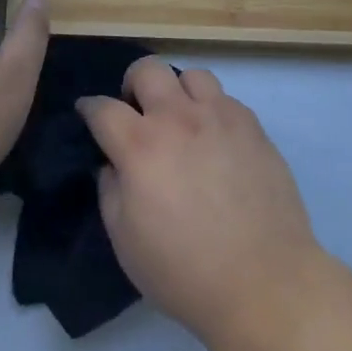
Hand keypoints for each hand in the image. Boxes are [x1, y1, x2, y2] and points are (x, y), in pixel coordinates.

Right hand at [77, 60, 321, 345]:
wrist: (263, 281)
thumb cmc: (184, 271)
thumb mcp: (125, 241)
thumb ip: (110, 190)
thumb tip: (113, 163)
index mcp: (141, 146)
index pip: (103, 108)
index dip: (89, 108)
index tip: (88, 113)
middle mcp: (179, 119)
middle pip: (148, 69)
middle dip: (133, 84)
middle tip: (137, 112)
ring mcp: (221, 117)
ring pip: (192, 76)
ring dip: (178, 92)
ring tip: (181, 120)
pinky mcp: (254, 127)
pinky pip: (226, 99)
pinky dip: (212, 110)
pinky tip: (215, 140)